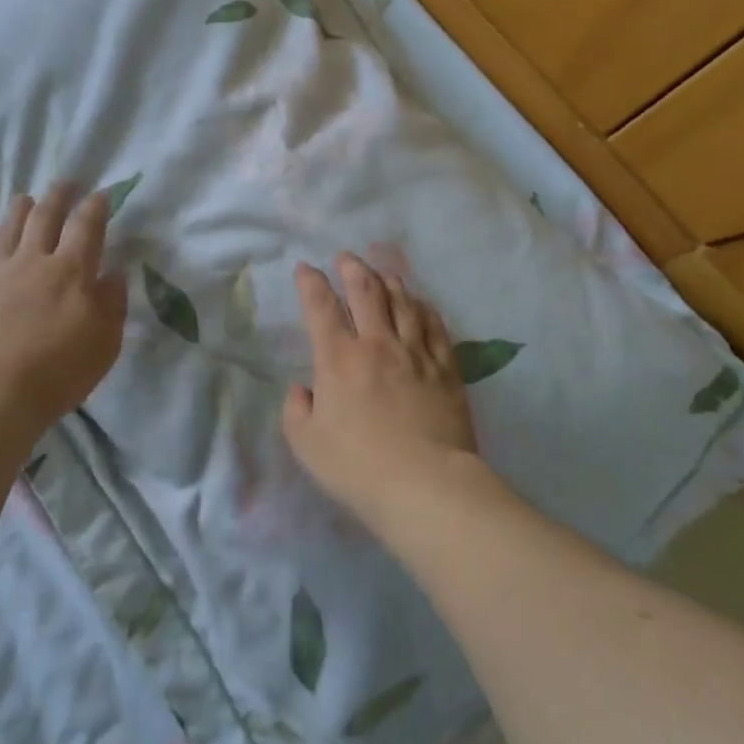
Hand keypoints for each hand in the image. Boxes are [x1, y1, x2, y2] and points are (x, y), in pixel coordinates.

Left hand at [0, 183, 127, 448]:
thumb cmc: (55, 374)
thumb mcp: (104, 344)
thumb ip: (112, 304)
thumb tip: (113, 273)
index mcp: (72, 271)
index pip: (86, 226)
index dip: (95, 206)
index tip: (100, 194)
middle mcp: (33, 261)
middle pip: (45, 217)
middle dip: (58, 196)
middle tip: (66, 183)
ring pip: (8, 228)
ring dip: (19, 209)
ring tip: (26, 198)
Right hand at [282, 253, 485, 536]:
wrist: (425, 485)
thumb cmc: (358, 467)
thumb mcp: (306, 445)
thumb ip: (297, 411)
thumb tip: (303, 389)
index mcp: (338, 359)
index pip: (320, 307)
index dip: (310, 283)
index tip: (305, 268)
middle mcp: (377, 344)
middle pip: (366, 292)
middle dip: (352, 269)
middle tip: (346, 258)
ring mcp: (415, 352)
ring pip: (403, 302)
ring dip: (389, 281)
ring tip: (382, 272)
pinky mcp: (445, 368)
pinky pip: (435, 326)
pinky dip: (424, 308)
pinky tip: (420, 302)